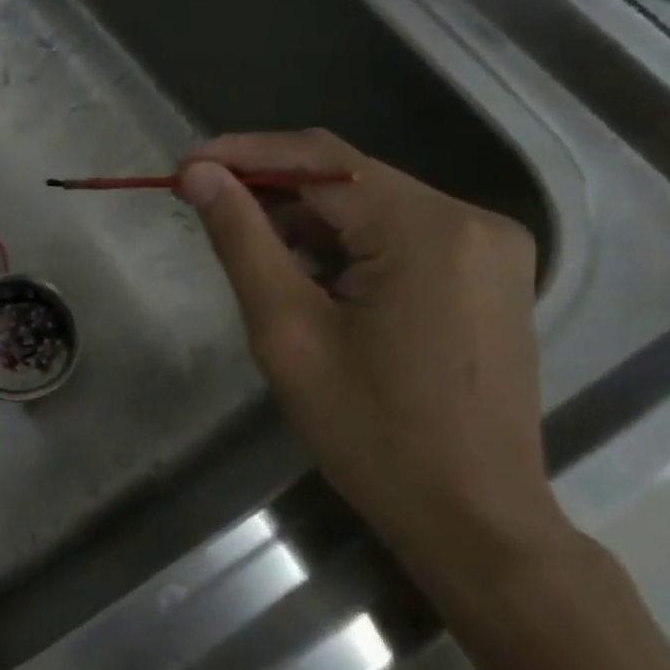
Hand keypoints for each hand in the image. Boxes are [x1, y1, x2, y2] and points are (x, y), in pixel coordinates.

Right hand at [177, 130, 571, 595]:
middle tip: (200, 205)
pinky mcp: (485, 277)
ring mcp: (487, 249)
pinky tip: (304, 274)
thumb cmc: (369, 430)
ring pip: (372, 206)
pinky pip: (398, 237)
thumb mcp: (287, 330)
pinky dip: (342, 244)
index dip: (243, 154)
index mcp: (427, 229)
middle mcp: (471, 221)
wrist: (470, 515)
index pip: (320, 160)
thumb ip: (242, 240)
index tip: (182, 167)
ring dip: (303, 219)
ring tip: (244, 245)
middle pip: (349, 178)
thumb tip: (199, 175)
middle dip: (270, 187)